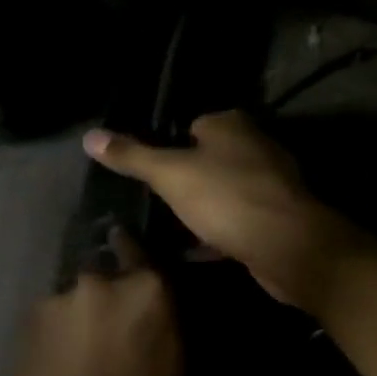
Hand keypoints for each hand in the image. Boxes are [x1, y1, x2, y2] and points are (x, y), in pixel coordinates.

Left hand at [10, 232, 180, 375]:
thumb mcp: (172, 373)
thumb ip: (162, 326)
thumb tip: (153, 308)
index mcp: (145, 291)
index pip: (144, 254)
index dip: (140, 264)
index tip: (137, 271)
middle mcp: (99, 281)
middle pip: (107, 278)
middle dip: (111, 299)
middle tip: (114, 333)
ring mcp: (58, 300)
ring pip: (77, 300)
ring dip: (82, 317)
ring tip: (84, 355)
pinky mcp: (28, 322)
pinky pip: (53, 318)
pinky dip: (60, 333)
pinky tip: (62, 363)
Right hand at [82, 112, 357, 306]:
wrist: (287, 245)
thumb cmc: (226, 198)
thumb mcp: (170, 174)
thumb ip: (132, 156)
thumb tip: (89, 136)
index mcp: (231, 125)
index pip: (192, 126)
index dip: (169, 147)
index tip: (150, 173)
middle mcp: (255, 146)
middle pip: (209, 159)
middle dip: (186, 180)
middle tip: (155, 203)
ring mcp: (270, 183)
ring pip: (224, 192)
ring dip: (203, 209)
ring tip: (170, 228)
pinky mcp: (277, 218)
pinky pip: (238, 220)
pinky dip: (219, 233)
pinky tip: (198, 251)